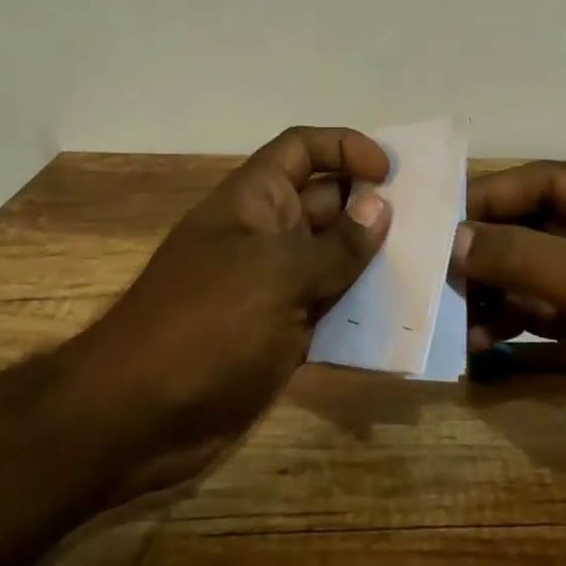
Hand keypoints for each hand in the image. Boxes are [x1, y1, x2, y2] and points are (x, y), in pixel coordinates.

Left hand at [64, 126, 391, 496]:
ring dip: (374, 260)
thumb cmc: (205, 325)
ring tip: (427, 265)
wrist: (136, 418)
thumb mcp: (276, 275)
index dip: (344, 147)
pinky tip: (400, 317)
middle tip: (428, 222)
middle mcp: (266, 234)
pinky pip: (330, 306)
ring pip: (334, 257)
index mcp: (255, 201)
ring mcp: (274, 285)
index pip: (301, 149)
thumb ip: (335, 244)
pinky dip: (361, 308)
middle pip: (327, 202)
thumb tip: (380, 208)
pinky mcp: (282, 332)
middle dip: (373, 207)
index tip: (389, 172)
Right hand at [457, 162, 565, 503]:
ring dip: (493, 289)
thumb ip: (529, 258)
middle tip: (433, 267)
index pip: (548, 181)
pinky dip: (510, 321)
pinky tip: (477, 340)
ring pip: (531, 270)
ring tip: (450, 310)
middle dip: (487, 248)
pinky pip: (540, 310)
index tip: (438, 217)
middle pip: (534, 225)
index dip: (493, 196)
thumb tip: (455, 239)